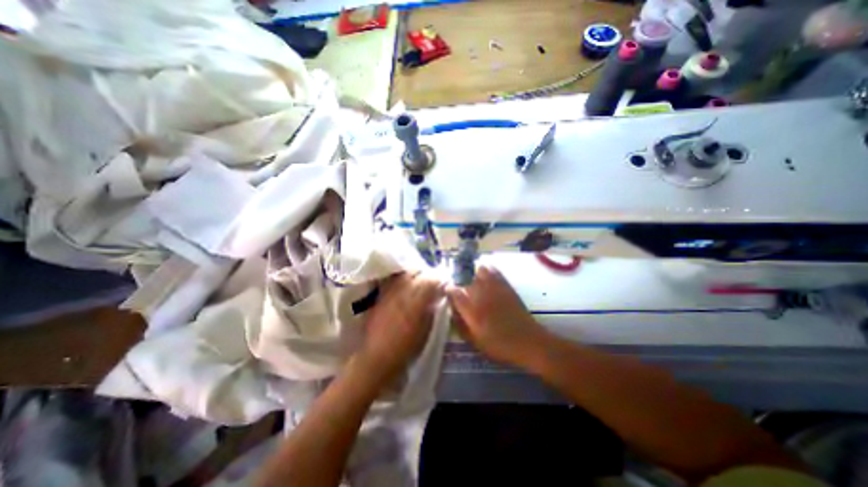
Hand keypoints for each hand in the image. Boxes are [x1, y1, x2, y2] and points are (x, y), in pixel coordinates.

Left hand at [356, 275, 442, 379]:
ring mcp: (389, 290)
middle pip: (417, 271)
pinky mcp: (380, 294)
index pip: (432, 279)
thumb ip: (432, 308)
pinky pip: (392, 280)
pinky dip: (400, 280)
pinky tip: (403, 288)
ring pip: (403, 273)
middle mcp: (403, 289)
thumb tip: (436, 297)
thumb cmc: (407, 347)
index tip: (443, 285)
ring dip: (413, 275)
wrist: (377, 357)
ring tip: (417, 283)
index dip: (440, 280)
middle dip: (426, 274)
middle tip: (430, 283)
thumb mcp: (427, 328)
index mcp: (418, 299)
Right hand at [448, 266, 547, 364]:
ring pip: (479, 270)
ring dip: (471, 270)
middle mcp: (482, 295)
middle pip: (465, 277)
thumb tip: (452, 312)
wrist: (528, 341)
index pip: (455, 292)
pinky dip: (487, 268)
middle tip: (456, 279)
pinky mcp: (506, 286)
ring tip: (468, 273)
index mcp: (472, 311)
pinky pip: (494, 271)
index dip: (448, 289)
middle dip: (458, 276)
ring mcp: (495, 288)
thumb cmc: (500, 345)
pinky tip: (483, 270)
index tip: (447, 289)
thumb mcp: (476, 341)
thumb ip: (461, 325)